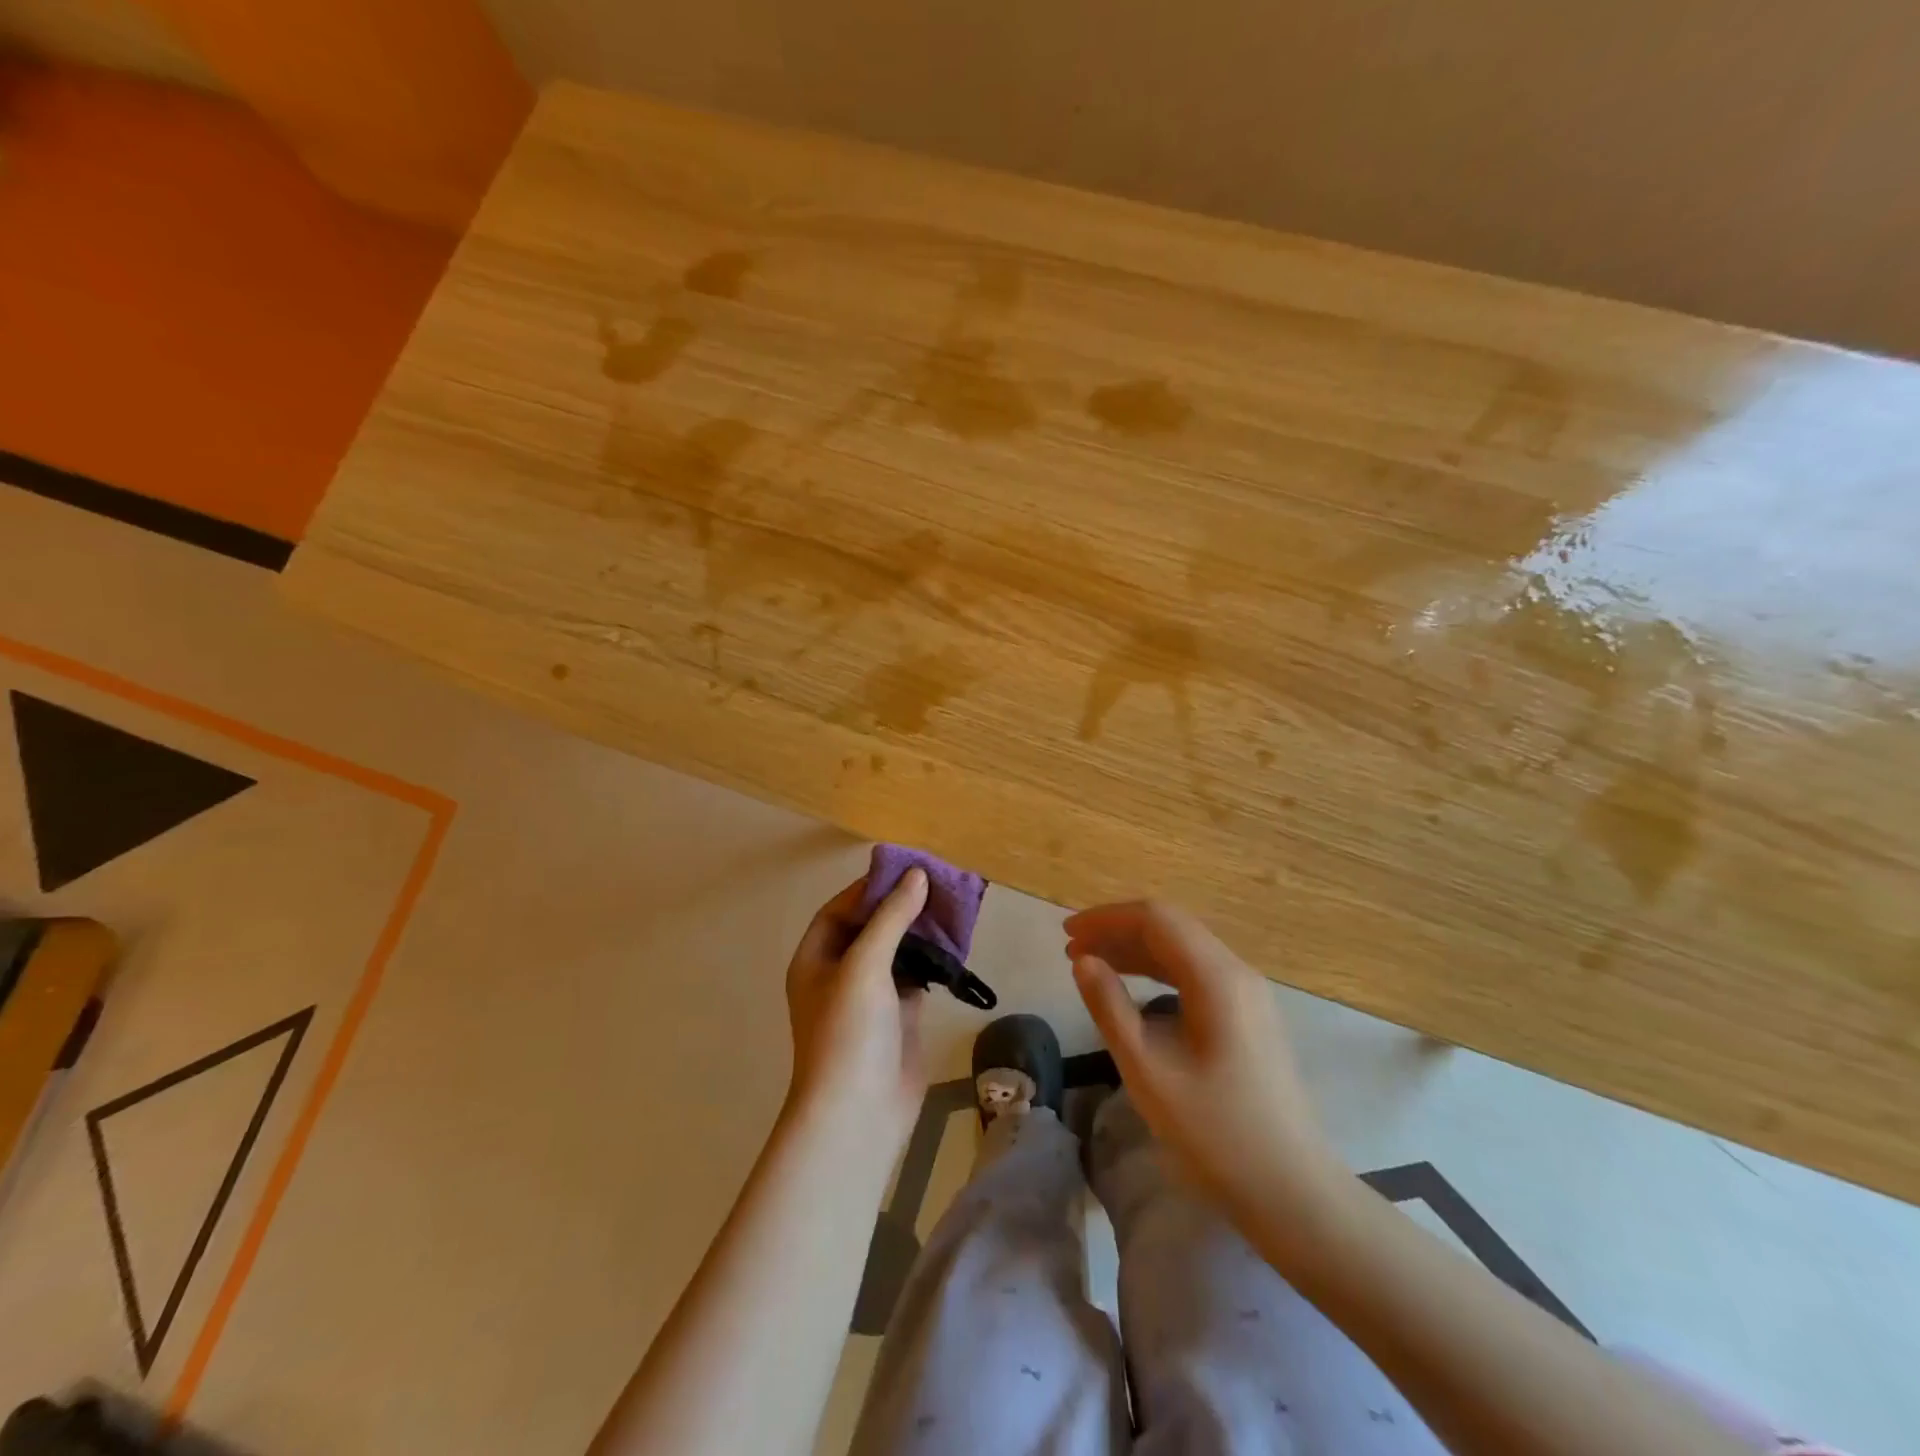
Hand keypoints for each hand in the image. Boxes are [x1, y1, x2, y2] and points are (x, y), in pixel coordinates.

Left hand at [784, 869, 929, 1146]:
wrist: (859, 1113)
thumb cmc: (849, 1031)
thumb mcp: (865, 965)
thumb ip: (891, 917)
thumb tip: (916, 874)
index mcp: (815, 959)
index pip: (839, 910)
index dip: (869, 889)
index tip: (905, 871)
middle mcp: (839, 974)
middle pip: (870, 928)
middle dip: (900, 907)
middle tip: (938, 887)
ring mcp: (870, 998)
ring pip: (895, 952)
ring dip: (919, 933)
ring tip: (952, 910)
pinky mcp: (898, 1017)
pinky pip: (915, 977)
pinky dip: (932, 961)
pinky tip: (954, 948)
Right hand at [1066, 900, 1344, 1220]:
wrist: (1291, 1191)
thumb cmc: (1214, 1132)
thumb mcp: (1147, 1070)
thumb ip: (1110, 1007)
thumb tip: (1083, 962)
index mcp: (1217, 977)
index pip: (1156, 918)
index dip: (1106, 919)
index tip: (1066, 935)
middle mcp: (1237, 972)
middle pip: (1171, 927)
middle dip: (1118, 931)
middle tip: (1072, 950)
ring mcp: (1248, 993)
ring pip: (1184, 948)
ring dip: (1135, 949)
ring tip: (1091, 964)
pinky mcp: (1249, 1015)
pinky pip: (1196, 972)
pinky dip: (1158, 970)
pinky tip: (1132, 987)